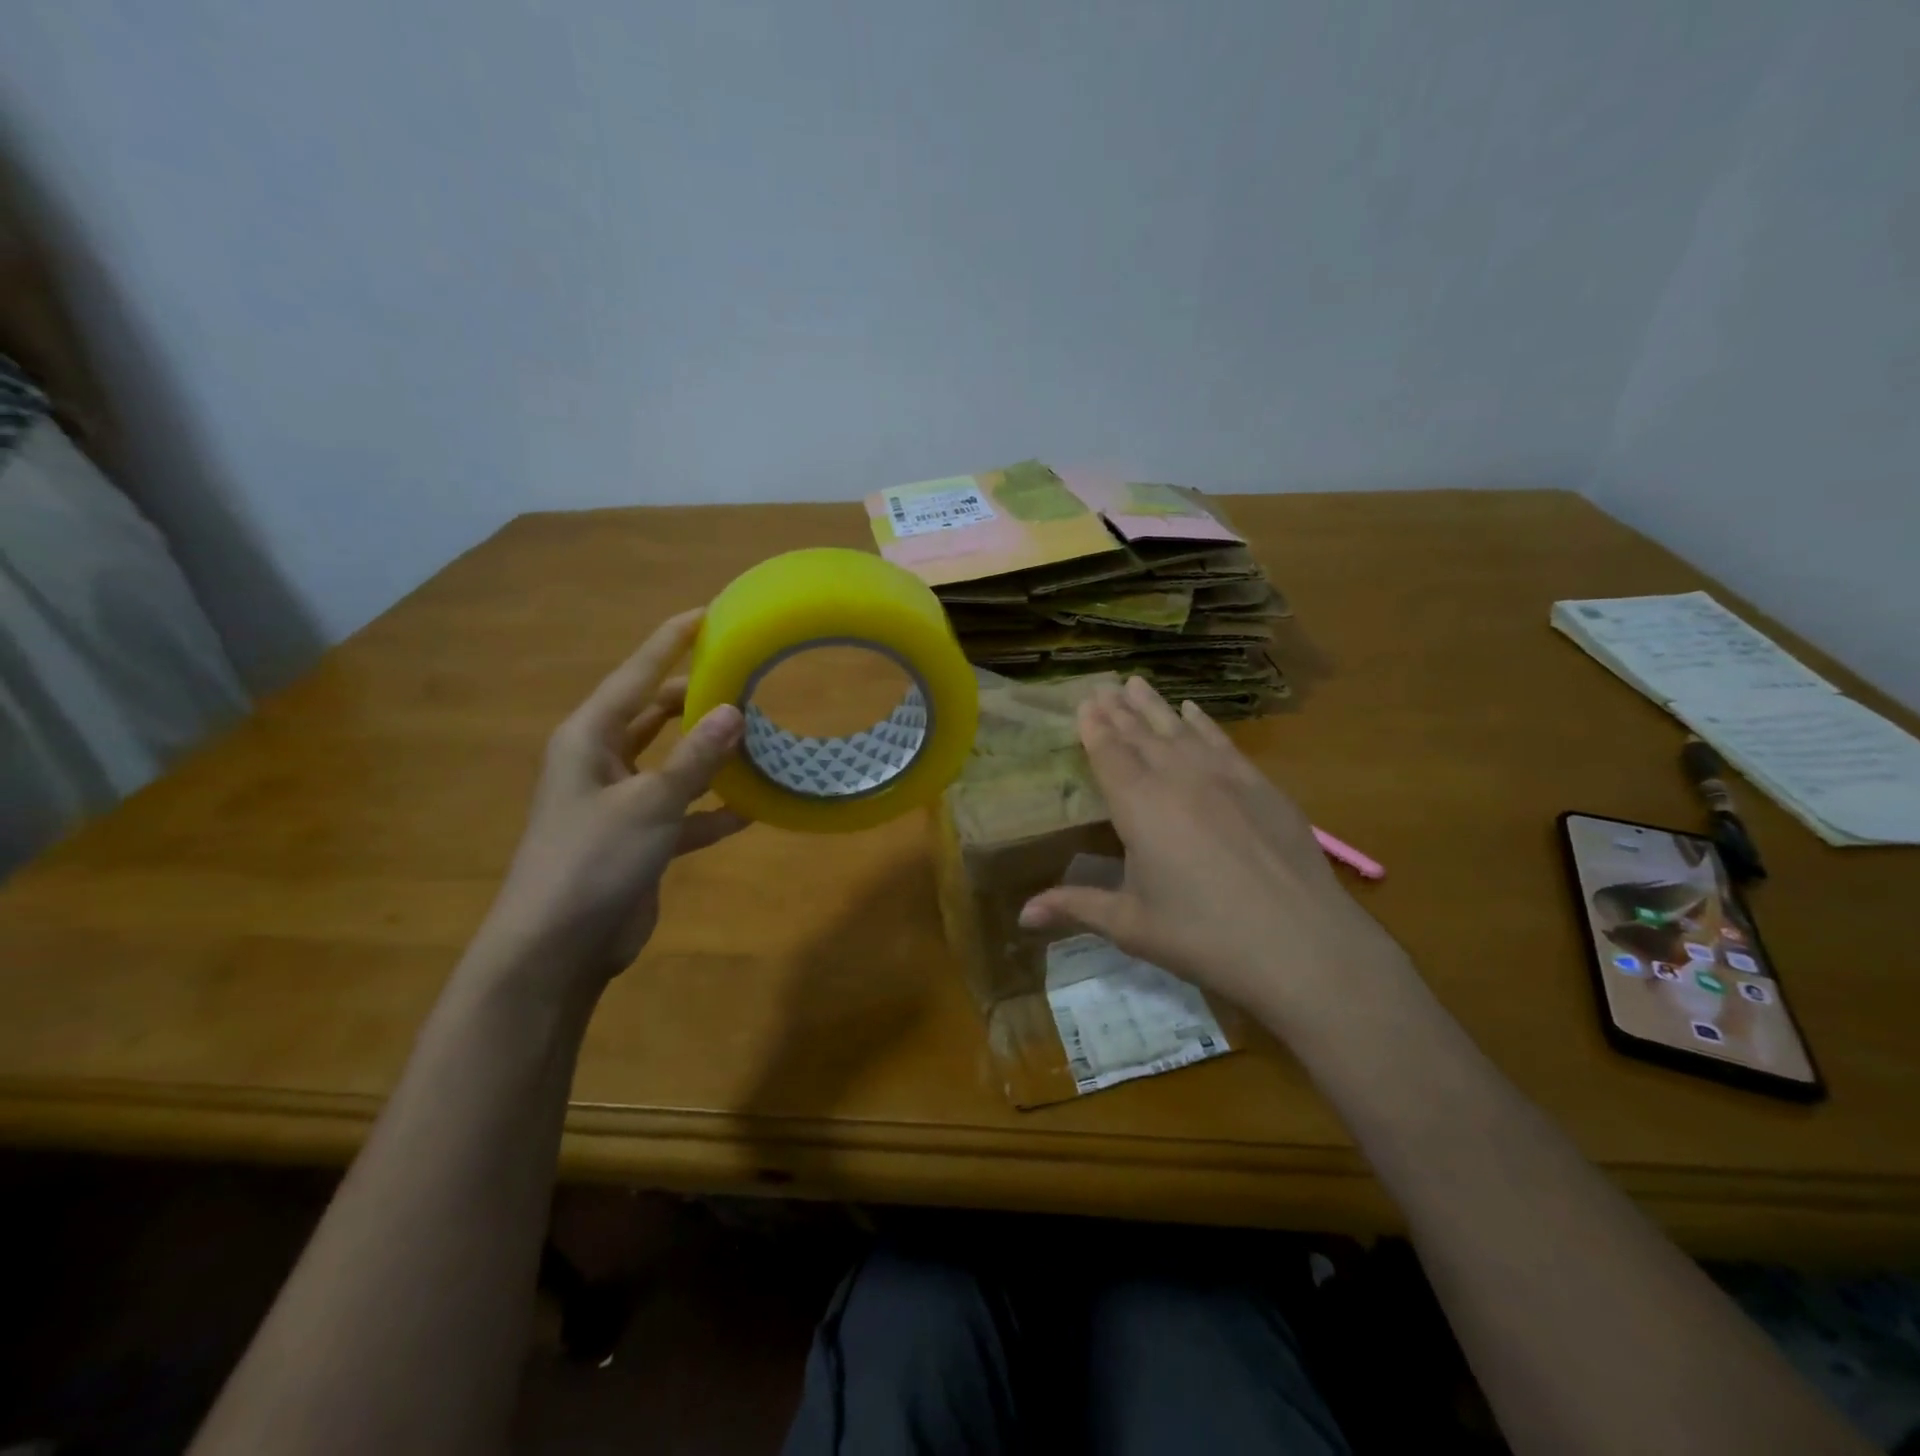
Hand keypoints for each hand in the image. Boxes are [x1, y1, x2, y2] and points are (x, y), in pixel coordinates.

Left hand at [480, 610, 747, 984]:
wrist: (555, 948)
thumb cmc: (592, 860)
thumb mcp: (649, 802)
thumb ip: (695, 757)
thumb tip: (735, 710)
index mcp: (589, 738)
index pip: (635, 674)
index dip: (671, 642)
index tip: (707, 614)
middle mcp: (601, 762)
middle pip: (655, 715)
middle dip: (696, 698)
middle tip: (747, 680)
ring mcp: (620, 803)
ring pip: (673, 763)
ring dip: (710, 755)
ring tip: (759, 738)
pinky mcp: (639, 840)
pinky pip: (683, 813)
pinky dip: (712, 810)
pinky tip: (752, 809)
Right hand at [1019, 677, 1405, 1022]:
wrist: (1302, 943)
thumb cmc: (1204, 936)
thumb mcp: (1132, 926)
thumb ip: (1076, 908)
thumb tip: (1023, 914)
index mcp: (1139, 806)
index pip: (1110, 754)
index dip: (1095, 728)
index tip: (1084, 702)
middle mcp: (1177, 778)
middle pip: (1142, 734)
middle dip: (1120, 709)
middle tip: (1103, 686)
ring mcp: (1224, 777)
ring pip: (1180, 729)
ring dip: (1156, 706)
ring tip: (1137, 683)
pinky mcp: (1261, 786)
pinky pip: (1222, 742)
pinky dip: (1203, 723)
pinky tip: (1193, 710)